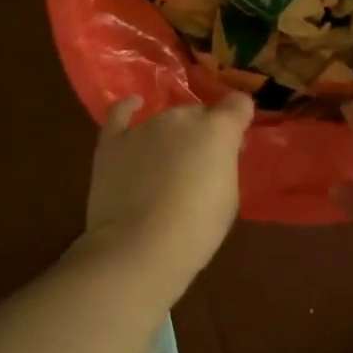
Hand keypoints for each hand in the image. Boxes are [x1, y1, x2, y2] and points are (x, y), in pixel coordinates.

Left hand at [82, 93, 253, 299]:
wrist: (139, 248)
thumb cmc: (196, 230)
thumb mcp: (228, 197)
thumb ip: (224, 164)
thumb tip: (216, 154)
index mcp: (217, 130)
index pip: (239, 104)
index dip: (239, 118)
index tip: (237, 138)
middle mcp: (181, 118)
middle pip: (198, 113)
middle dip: (202, 133)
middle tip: (199, 164)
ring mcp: (144, 127)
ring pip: (165, 119)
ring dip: (170, 135)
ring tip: (165, 164)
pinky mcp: (112, 142)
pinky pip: (120, 113)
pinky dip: (129, 109)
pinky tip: (134, 106)